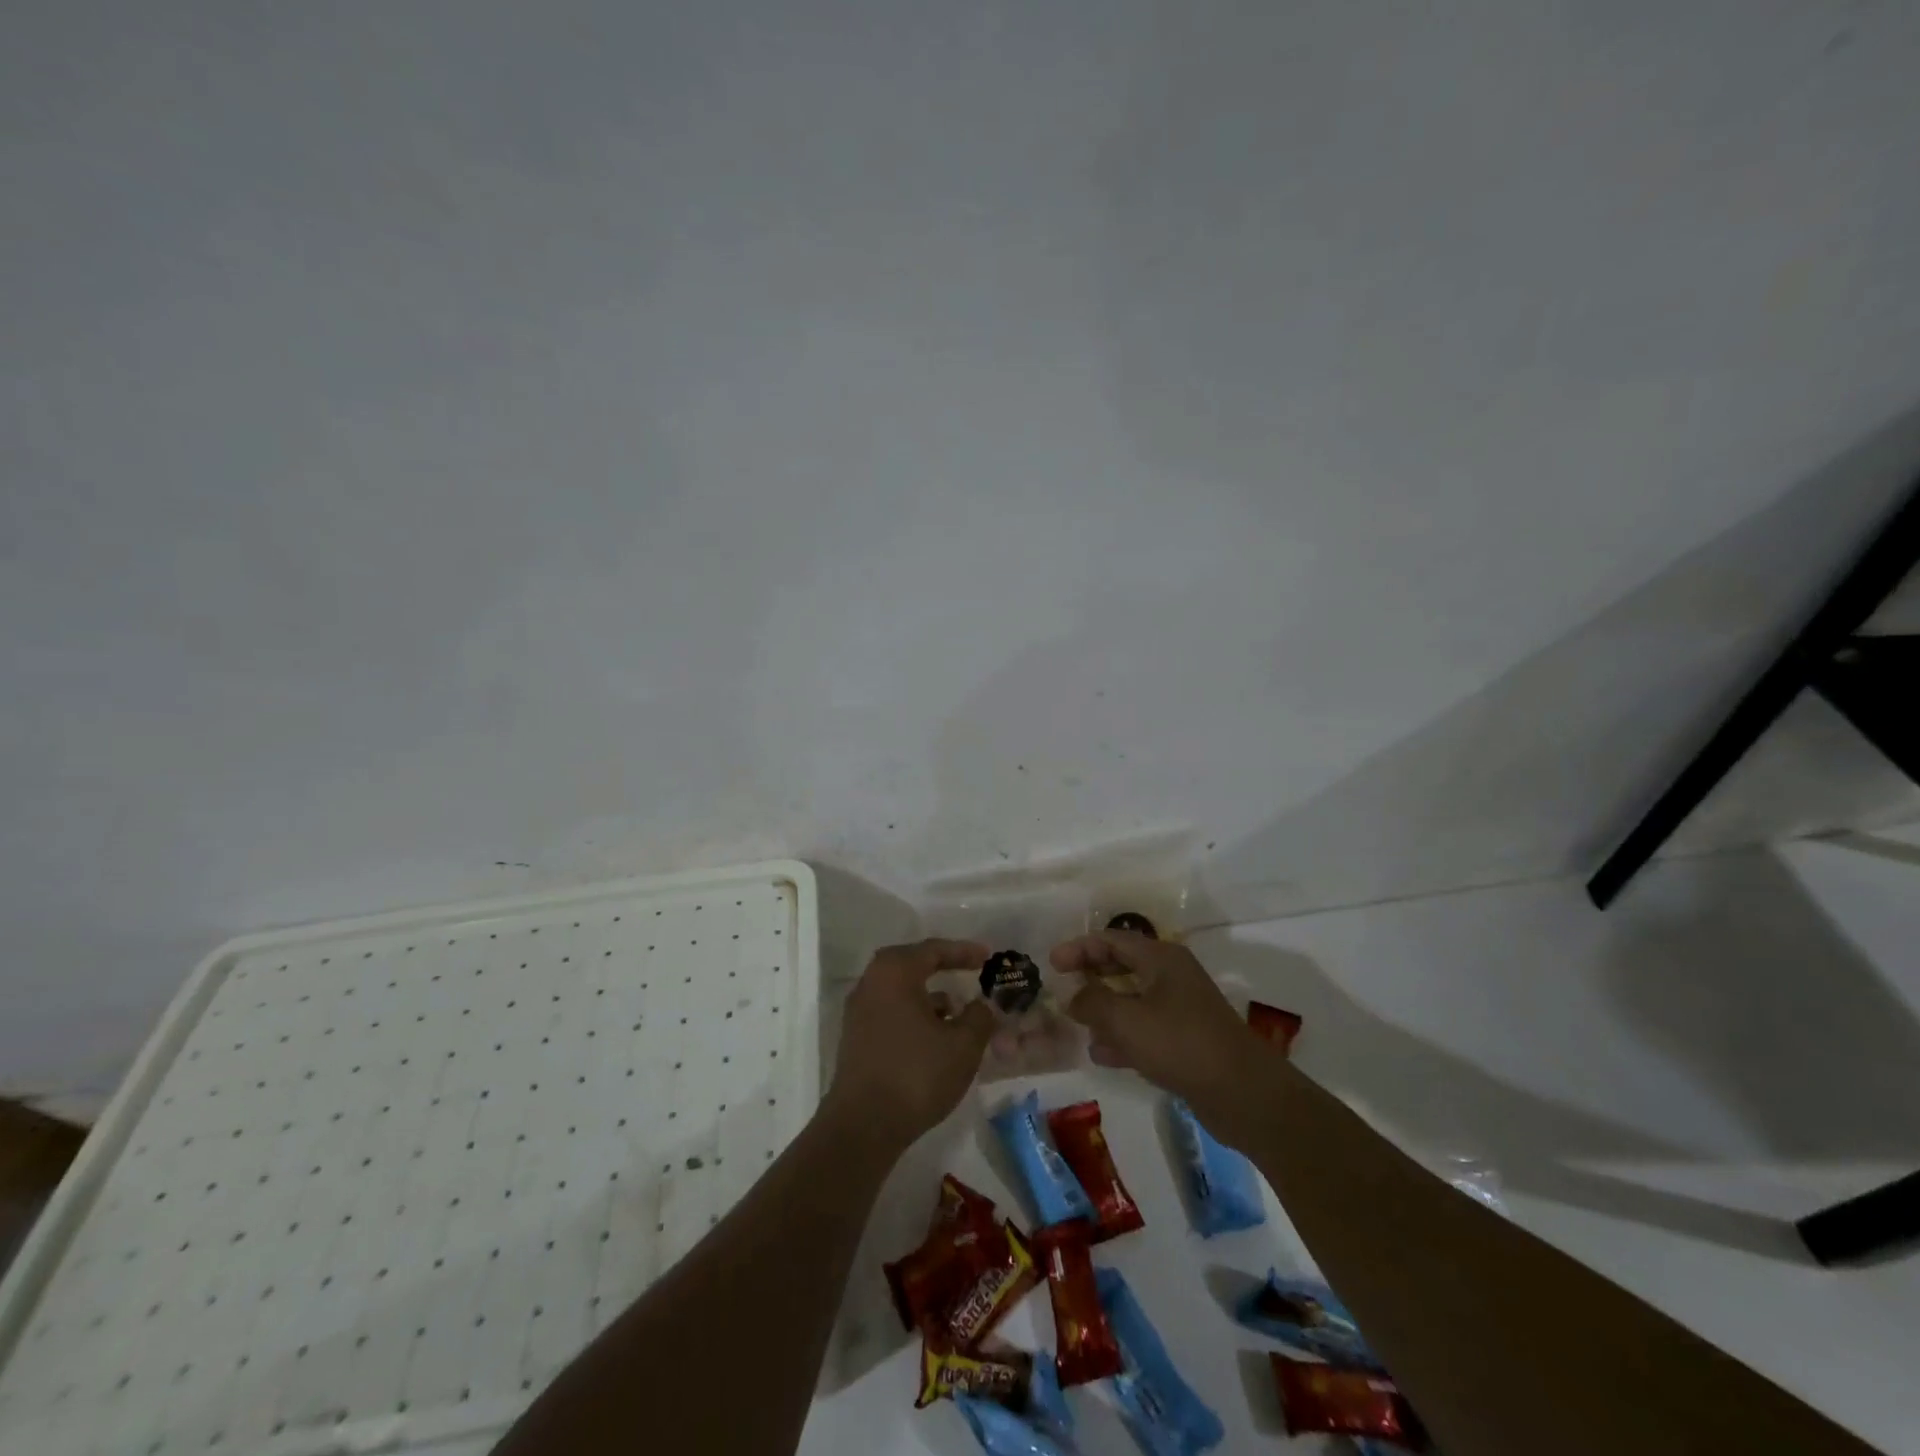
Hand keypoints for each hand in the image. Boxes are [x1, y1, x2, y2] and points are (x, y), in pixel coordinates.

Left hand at [824, 939, 995, 1152]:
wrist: (863, 1126)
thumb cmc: (916, 1074)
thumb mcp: (962, 1045)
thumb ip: (979, 1018)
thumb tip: (981, 1006)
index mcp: (895, 972)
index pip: (933, 950)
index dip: (963, 952)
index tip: (987, 957)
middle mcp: (871, 982)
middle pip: (913, 965)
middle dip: (943, 969)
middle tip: (970, 973)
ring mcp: (859, 1011)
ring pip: (901, 991)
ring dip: (930, 997)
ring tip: (959, 1012)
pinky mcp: (855, 1038)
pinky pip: (891, 1012)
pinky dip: (915, 1016)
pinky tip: (935, 1038)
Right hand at [1052, 931, 1262, 1111]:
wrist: (1243, 1094)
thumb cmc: (1180, 1044)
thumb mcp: (1126, 1020)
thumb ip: (1092, 1003)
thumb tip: (1073, 996)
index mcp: (1161, 958)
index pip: (1111, 940)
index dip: (1079, 948)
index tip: (1051, 963)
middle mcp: (1172, 976)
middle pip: (1122, 966)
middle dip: (1091, 977)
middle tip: (1062, 989)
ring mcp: (1181, 1009)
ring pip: (1132, 1000)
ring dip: (1104, 1010)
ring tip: (1077, 1025)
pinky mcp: (1186, 1040)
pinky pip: (1145, 1029)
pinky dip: (1122, 1036)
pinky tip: (1102, 1055)